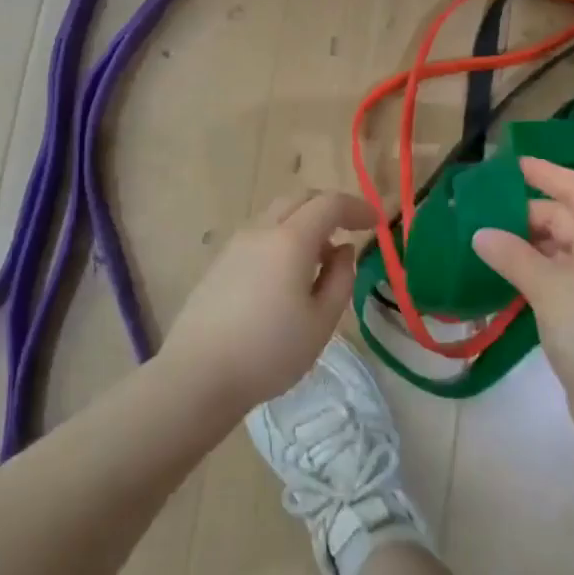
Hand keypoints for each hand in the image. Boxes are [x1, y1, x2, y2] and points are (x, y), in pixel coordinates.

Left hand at [162, 190, 374, 410]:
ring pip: (276, 215)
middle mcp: (261, 231)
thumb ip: (341, 279)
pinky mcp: (219, 264)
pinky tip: (287, 274)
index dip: (357, 208)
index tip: (376, 223)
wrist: (197, 375)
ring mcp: (235, 245)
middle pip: (299, 199)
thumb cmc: (269, 351)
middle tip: (351, 228)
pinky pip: (259, 235)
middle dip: (329, 207)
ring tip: (321, 258)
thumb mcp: (321, 322)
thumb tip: (343, 250)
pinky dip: (283, 238)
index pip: (329, 204)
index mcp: (290, 240)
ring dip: (305, 223)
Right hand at [471, 157, 573, 456]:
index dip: (545, 173)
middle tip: (478, 213)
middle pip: (564, 219)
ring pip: (558, 251)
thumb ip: (513, 257)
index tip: (510, 164)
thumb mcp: (551, 289)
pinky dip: (531, 274)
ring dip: (523, 247)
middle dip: (523, 215)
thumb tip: (480, 234)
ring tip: (480, 243)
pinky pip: (557, 279)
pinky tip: (500, 279)